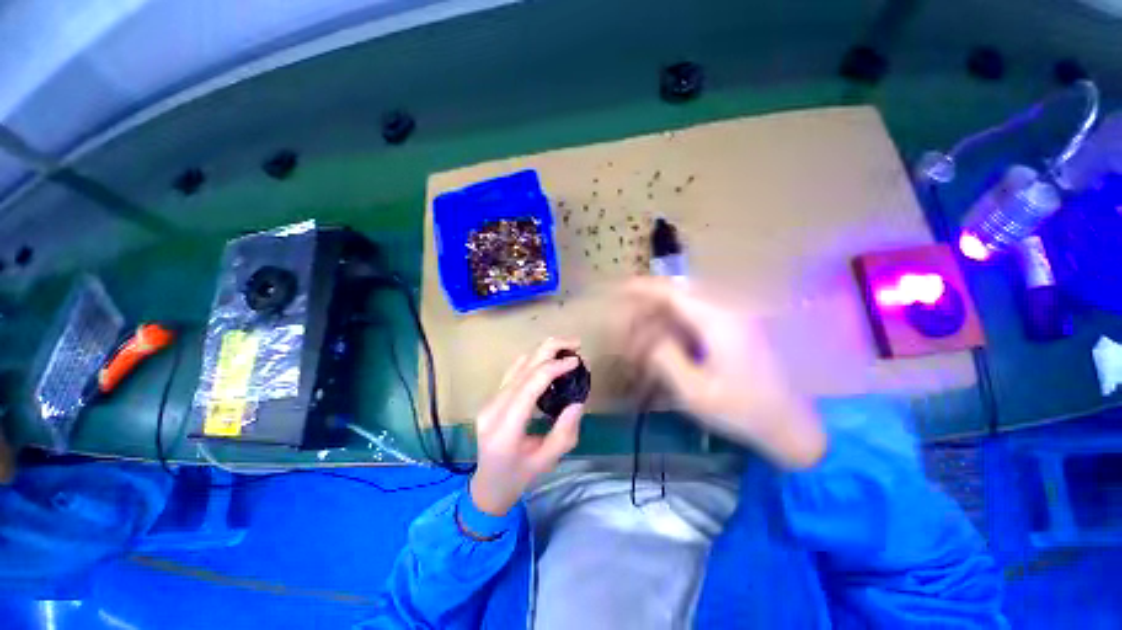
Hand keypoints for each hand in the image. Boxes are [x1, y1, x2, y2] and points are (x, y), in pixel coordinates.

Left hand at [470, 338, 585, 515]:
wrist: (487, 486)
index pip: (530, 385)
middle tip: (576, 343)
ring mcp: (490, 401)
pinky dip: (533, 359)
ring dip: (543, 351)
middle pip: (523, 367)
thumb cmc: (519, 477)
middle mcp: (493, 408)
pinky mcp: (492, 398)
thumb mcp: (547, 461)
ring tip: (566, 348)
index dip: (554, 367)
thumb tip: (578, 401)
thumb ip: (565, 432)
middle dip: (550, 349)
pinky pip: (513, 371)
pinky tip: (549, 359)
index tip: (576, 361)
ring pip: (517, 364)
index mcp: (505, 428)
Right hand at [617, 277, 824, 468]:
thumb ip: (666, 359)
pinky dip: (679, 322)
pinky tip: (669, 340)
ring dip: (665, 312)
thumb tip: (651, 338)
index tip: (622, 289)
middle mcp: (729, 311)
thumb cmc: (743, 411)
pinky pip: (701, 315)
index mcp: (719, 322)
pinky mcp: (738, 329)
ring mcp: (737, 318)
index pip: (674, 293)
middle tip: (631, 318)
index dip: (645, 288)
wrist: (792, 425)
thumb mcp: (695, 392)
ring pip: (691, 303)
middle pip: (681, 292)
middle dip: (652, 301)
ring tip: (645, 332)